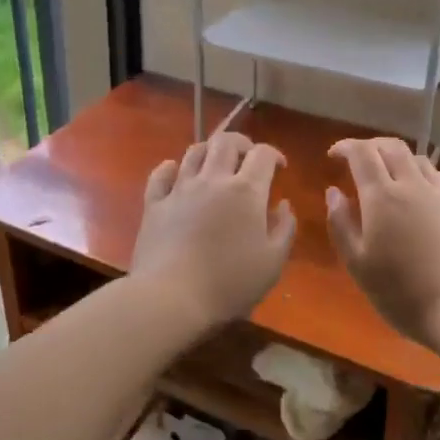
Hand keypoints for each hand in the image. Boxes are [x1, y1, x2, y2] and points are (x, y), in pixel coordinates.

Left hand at [131, 132, 296, 329]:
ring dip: (209, 151)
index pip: (263, 154)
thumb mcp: (272, 263)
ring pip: (194, 152)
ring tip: (216, 165)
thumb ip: (284, 229)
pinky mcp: (155, 204)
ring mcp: (180, 189)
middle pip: (226, 142)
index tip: (280, 169)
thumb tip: (283, 204)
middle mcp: (212, 180)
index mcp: (246, 191)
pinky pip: (161, 174)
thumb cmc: (229, 282)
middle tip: (248, 159)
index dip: (275, 155)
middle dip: (242, 144)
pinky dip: (170, 168)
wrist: (171, 297)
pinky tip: (176, 173)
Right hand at [326, 138, 439, 349]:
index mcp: (382, 196)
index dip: (346, 147)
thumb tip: (334, 192)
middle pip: (391, 147)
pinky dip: (426, 176)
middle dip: (371, 146)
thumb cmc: (402, 293)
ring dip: (398, 160)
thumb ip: (341, 224)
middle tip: (358, 160)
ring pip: (419, 160)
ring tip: (389, 177)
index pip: (362, 153)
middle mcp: (413, 185)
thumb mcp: (358, 264)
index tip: (334, 155)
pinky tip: (425, 190)